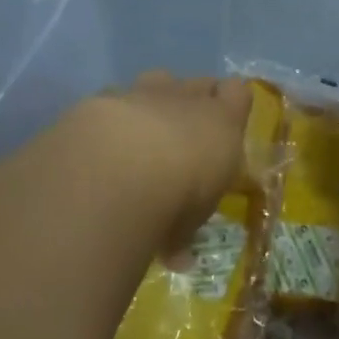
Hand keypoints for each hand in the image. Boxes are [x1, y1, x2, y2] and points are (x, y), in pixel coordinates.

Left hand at [71, 72, 252, 250]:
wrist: (116, 170)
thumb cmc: (176, 197)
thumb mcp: (191, 222)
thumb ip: (186, 228)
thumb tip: (178, 256)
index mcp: (221, 120)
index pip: (238, 93)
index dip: (230, 105)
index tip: (223, 130)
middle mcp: (184, 97)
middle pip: (197, 83)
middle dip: (192, 104)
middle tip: (183, 139)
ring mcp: (141, 93)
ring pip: (155, 81)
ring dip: (152, 104)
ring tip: (141, 138)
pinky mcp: (100, 99)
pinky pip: (111, 100)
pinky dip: (109, 120)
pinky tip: (99, 147)